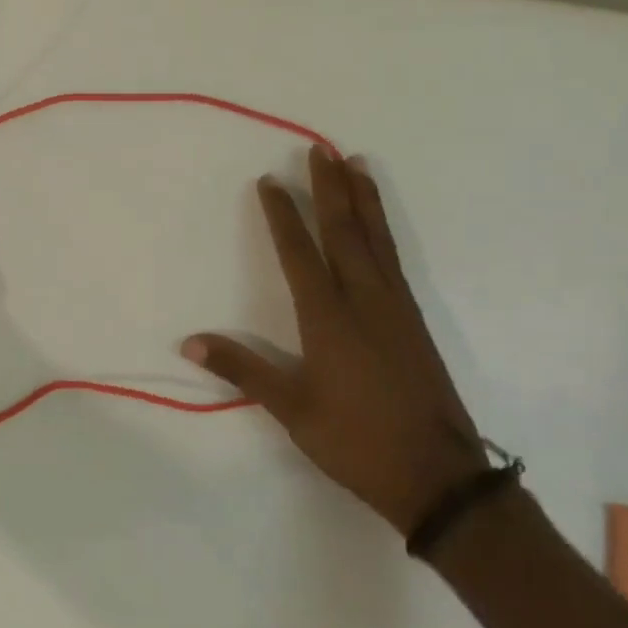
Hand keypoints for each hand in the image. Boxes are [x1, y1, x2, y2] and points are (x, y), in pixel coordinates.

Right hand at [184, 149, 487, 533]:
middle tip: (320, 150)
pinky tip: (379, 227)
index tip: (270, 181)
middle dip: (330, 189)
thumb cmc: (355, 442)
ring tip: (355, 164)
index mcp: (328, 319)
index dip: (283, 216)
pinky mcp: (414, 322)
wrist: (437, 477)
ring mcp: (395, 309)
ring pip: (376, 241)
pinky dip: (383, 230)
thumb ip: (242, 369)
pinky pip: (394, 259)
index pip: (300, 253)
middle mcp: (364, 302)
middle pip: (344, 233)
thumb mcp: (291, 409)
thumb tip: (190, 341)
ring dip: (363, 200)